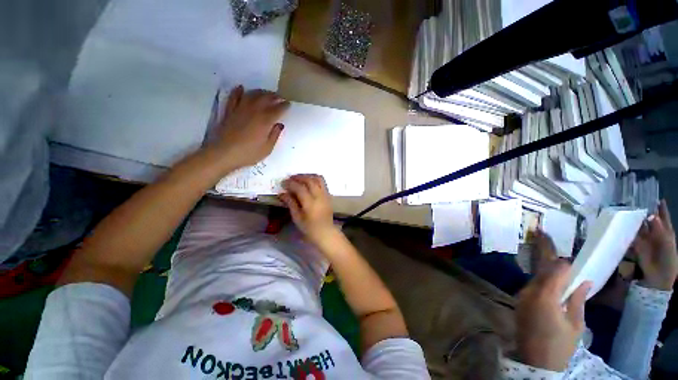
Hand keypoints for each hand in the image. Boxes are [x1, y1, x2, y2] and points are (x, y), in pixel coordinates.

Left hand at [208, 86, 289, 169]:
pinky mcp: (229, 111)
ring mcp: (240, 109)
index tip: (288, 104)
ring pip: (252, 95)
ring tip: (266, 93)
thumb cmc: (249, 153)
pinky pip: (234, 97)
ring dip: (261, 92)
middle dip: (274, 96)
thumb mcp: (267, 148)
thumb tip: (279, 125)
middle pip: (266, 98)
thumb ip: (275, 135)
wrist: (223, 153)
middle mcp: (254, 111)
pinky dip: (238, 91)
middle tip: (280, 97)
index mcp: (265, 121)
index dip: (284, 106)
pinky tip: (241, 88)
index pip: (278, 109)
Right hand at [279, 174, 337, 246]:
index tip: (283, 182)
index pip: (299, 188)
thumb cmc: (309, 228)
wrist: (326, 232)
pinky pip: (322, 182)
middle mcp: (319, 196)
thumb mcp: (297, 217)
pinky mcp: (329, 195)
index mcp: (310, 203)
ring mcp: (325, 195)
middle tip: (290, 178)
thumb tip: (282, 193)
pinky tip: (308, 182)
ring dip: (308, 176)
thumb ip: (290, 203)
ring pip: (318, 178)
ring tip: (299, 178)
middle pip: (309, 180)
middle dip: (299, 177)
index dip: (290, 183)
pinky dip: (314, 179)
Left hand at [516, 233, 590, 371]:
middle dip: (553, 264)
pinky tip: (551, 284)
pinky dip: (542, 282)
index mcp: (545, 297)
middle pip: (542, 272)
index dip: (565, 265)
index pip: (555, 272)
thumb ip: (578, 300)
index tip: (574, 262)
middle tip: (565, 260)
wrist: (535, 361)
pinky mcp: (519, 300)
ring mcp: (521, 296)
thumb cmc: (559, 346)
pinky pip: (532, 286)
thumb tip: (585, 282)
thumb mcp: (575, 325)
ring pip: (536, 278)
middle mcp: (529, 292)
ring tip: (560, 270)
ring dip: (547, 272)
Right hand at [633, 200, 677, 290]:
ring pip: (639, 225)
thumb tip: (650, 215)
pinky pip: (630, 234)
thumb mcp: (666, 243)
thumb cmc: (668, 259)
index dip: (660, 207)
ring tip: (627, 209)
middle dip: (644, 210)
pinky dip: (627, 229)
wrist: (658, 276)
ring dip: (634, 219)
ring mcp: (645, 239)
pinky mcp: (635, 244)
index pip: (662, 216)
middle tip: (637, 200)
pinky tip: (622, 223)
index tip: (656, 197)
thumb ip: (659, 229)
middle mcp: (655, 232)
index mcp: (665, 231)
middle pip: (649, 219)